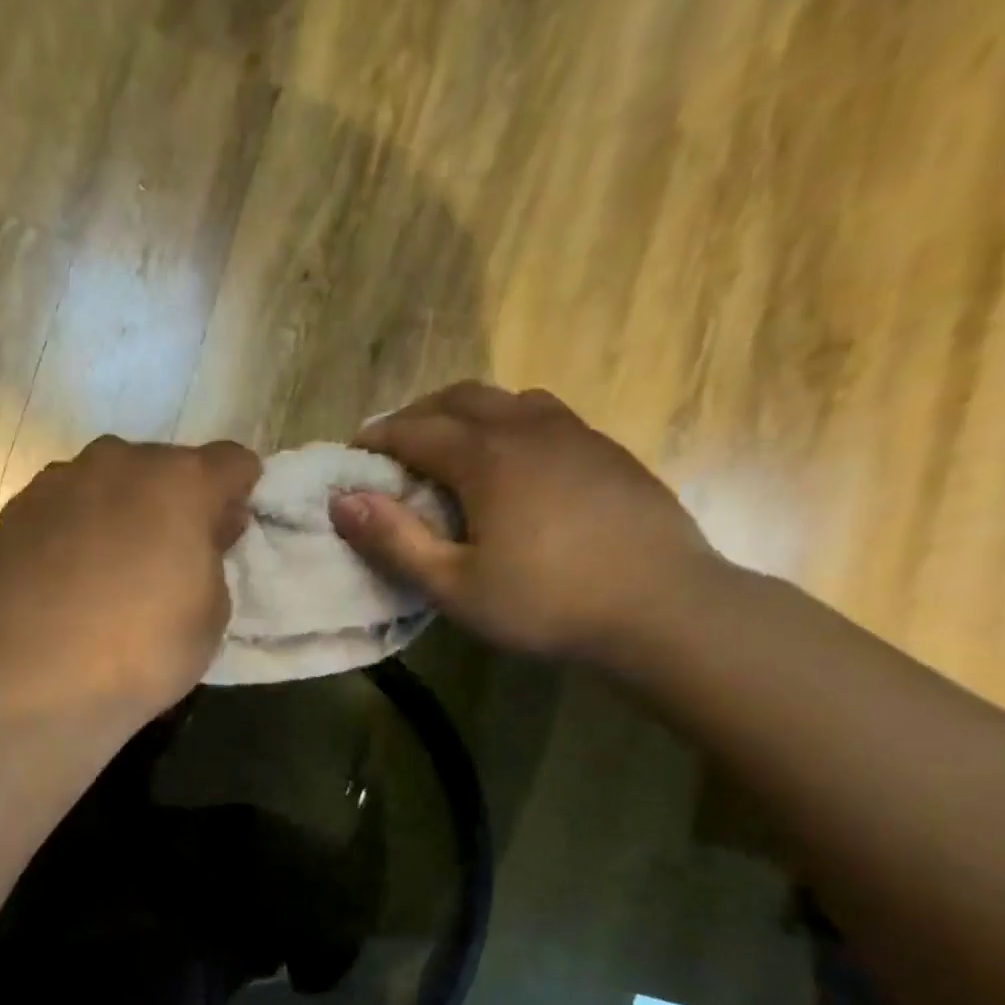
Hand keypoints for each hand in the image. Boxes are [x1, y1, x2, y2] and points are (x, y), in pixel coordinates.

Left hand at [0, 436, 259, 717]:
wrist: (40, 678)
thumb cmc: (145, 651)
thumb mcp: (212, 615)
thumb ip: (213, 557)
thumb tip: (202, 533)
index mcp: (181, 483)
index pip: (232, 462)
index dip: (238, 492)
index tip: (228, 528)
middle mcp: (120, 463)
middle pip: (164, 467)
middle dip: (174, 501)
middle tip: (169, 553)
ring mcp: (61, 481)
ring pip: (108, 481)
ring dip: (120, 508)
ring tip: (110, 564)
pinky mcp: (18, 510)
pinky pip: (63, 505)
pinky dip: (74, 527)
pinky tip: (68, 573)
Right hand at [332, 382, 721, 659]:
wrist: (663, 607)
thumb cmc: (546, 602)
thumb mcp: (454, 586)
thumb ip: (394, 542)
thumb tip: (342, 501)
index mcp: (487, 458)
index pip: (416, 430)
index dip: (378, 438)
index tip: (351, 453)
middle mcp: (529, 429)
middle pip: (461, 398)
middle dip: (419, 414)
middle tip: (394, 446)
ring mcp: (576, 435)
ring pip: (509, 400)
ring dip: (467, 413)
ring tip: (450, 447)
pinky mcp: (608, 452)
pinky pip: (545, 417)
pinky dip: (509, 424)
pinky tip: (513, 464)